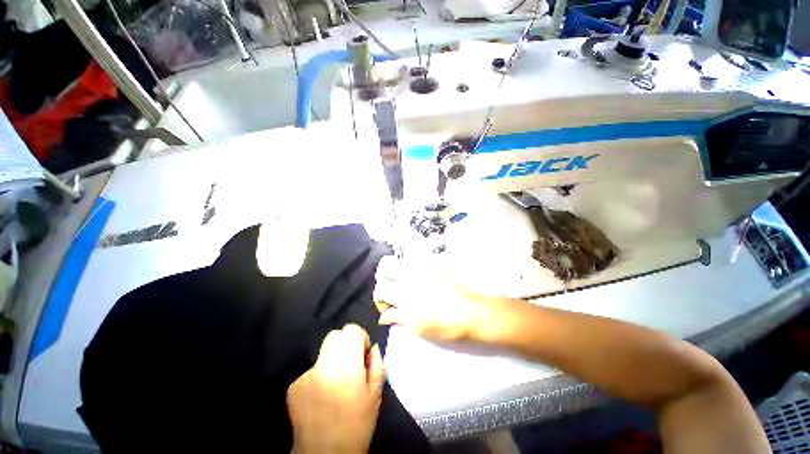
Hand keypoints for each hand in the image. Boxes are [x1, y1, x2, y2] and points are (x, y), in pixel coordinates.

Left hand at [287, 324, 383, 453]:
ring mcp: (306, 374)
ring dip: (332, 361)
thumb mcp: (375, 394)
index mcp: (346, 363)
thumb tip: (373, 348)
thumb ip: (377, 364)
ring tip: (336, 385)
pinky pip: (311, 371)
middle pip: (335, 335)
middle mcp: (324, 363)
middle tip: (350, 365)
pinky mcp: (294, 386)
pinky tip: (322, 398)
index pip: (350, 329)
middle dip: (345, 344)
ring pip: (323, 353)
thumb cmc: (357, 424)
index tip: (362, 354)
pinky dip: (318, 377)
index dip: (359, 337)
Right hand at [373, 256, 490, 341]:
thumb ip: (399, 318)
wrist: (475, 313)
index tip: (388, 307)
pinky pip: (421, 259)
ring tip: (410, 283)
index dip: (380, 299)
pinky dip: (418, 266)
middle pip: (387, 267)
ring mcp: (424, 267)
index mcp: (404, 294)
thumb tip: (383, 317)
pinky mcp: (436, 262)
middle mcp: (411, 276)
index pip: (381, 289)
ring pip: (402, 260)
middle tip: (395, 290)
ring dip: (400, 270)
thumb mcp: (419, 327)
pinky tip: (426, 278)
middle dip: (386, 277)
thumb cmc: (447, 326)